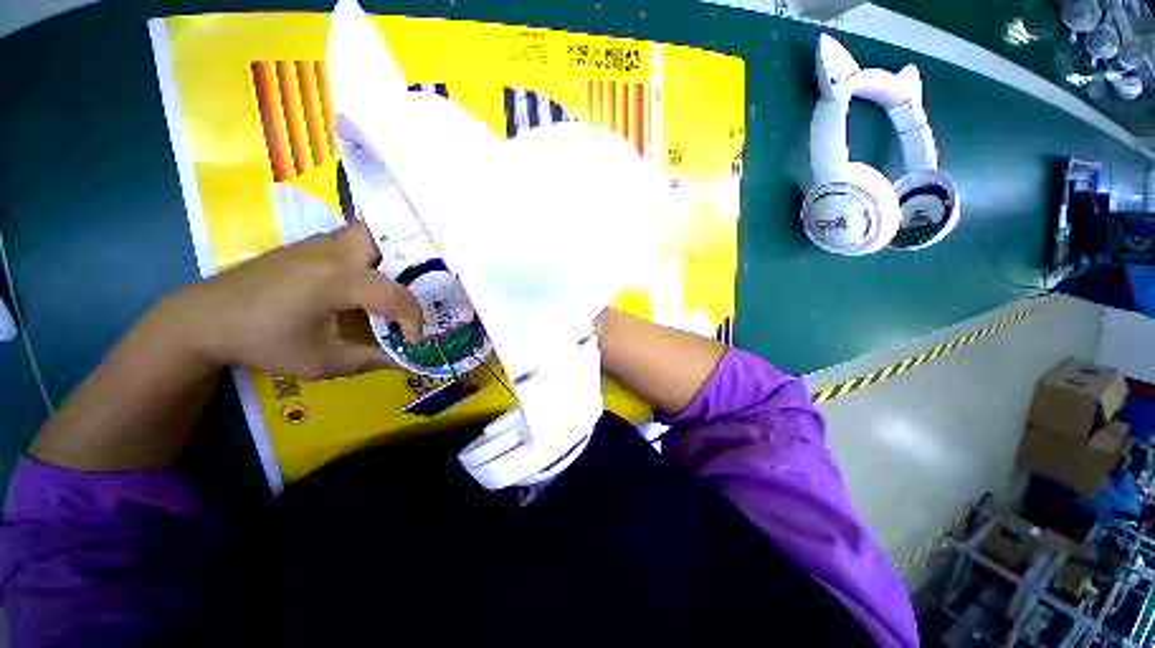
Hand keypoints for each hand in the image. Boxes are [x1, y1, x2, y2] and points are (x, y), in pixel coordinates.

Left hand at [157, 222, 422, 379]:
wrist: (204, 320)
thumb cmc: (263, 341)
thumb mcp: (321, 362)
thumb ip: (370, 359)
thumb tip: (405, 361)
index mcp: (338, 280)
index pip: (394, 295)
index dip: (413, 320)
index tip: (412, 341)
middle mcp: (331, 254)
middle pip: (380, 238)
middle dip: (400, 264)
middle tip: (402, 294)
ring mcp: (313, 246)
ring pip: (360, 234)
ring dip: (379, 256)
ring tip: (382, 287)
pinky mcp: (300, 248)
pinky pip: (341, 242)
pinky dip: (357, 257)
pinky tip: (349, 283)